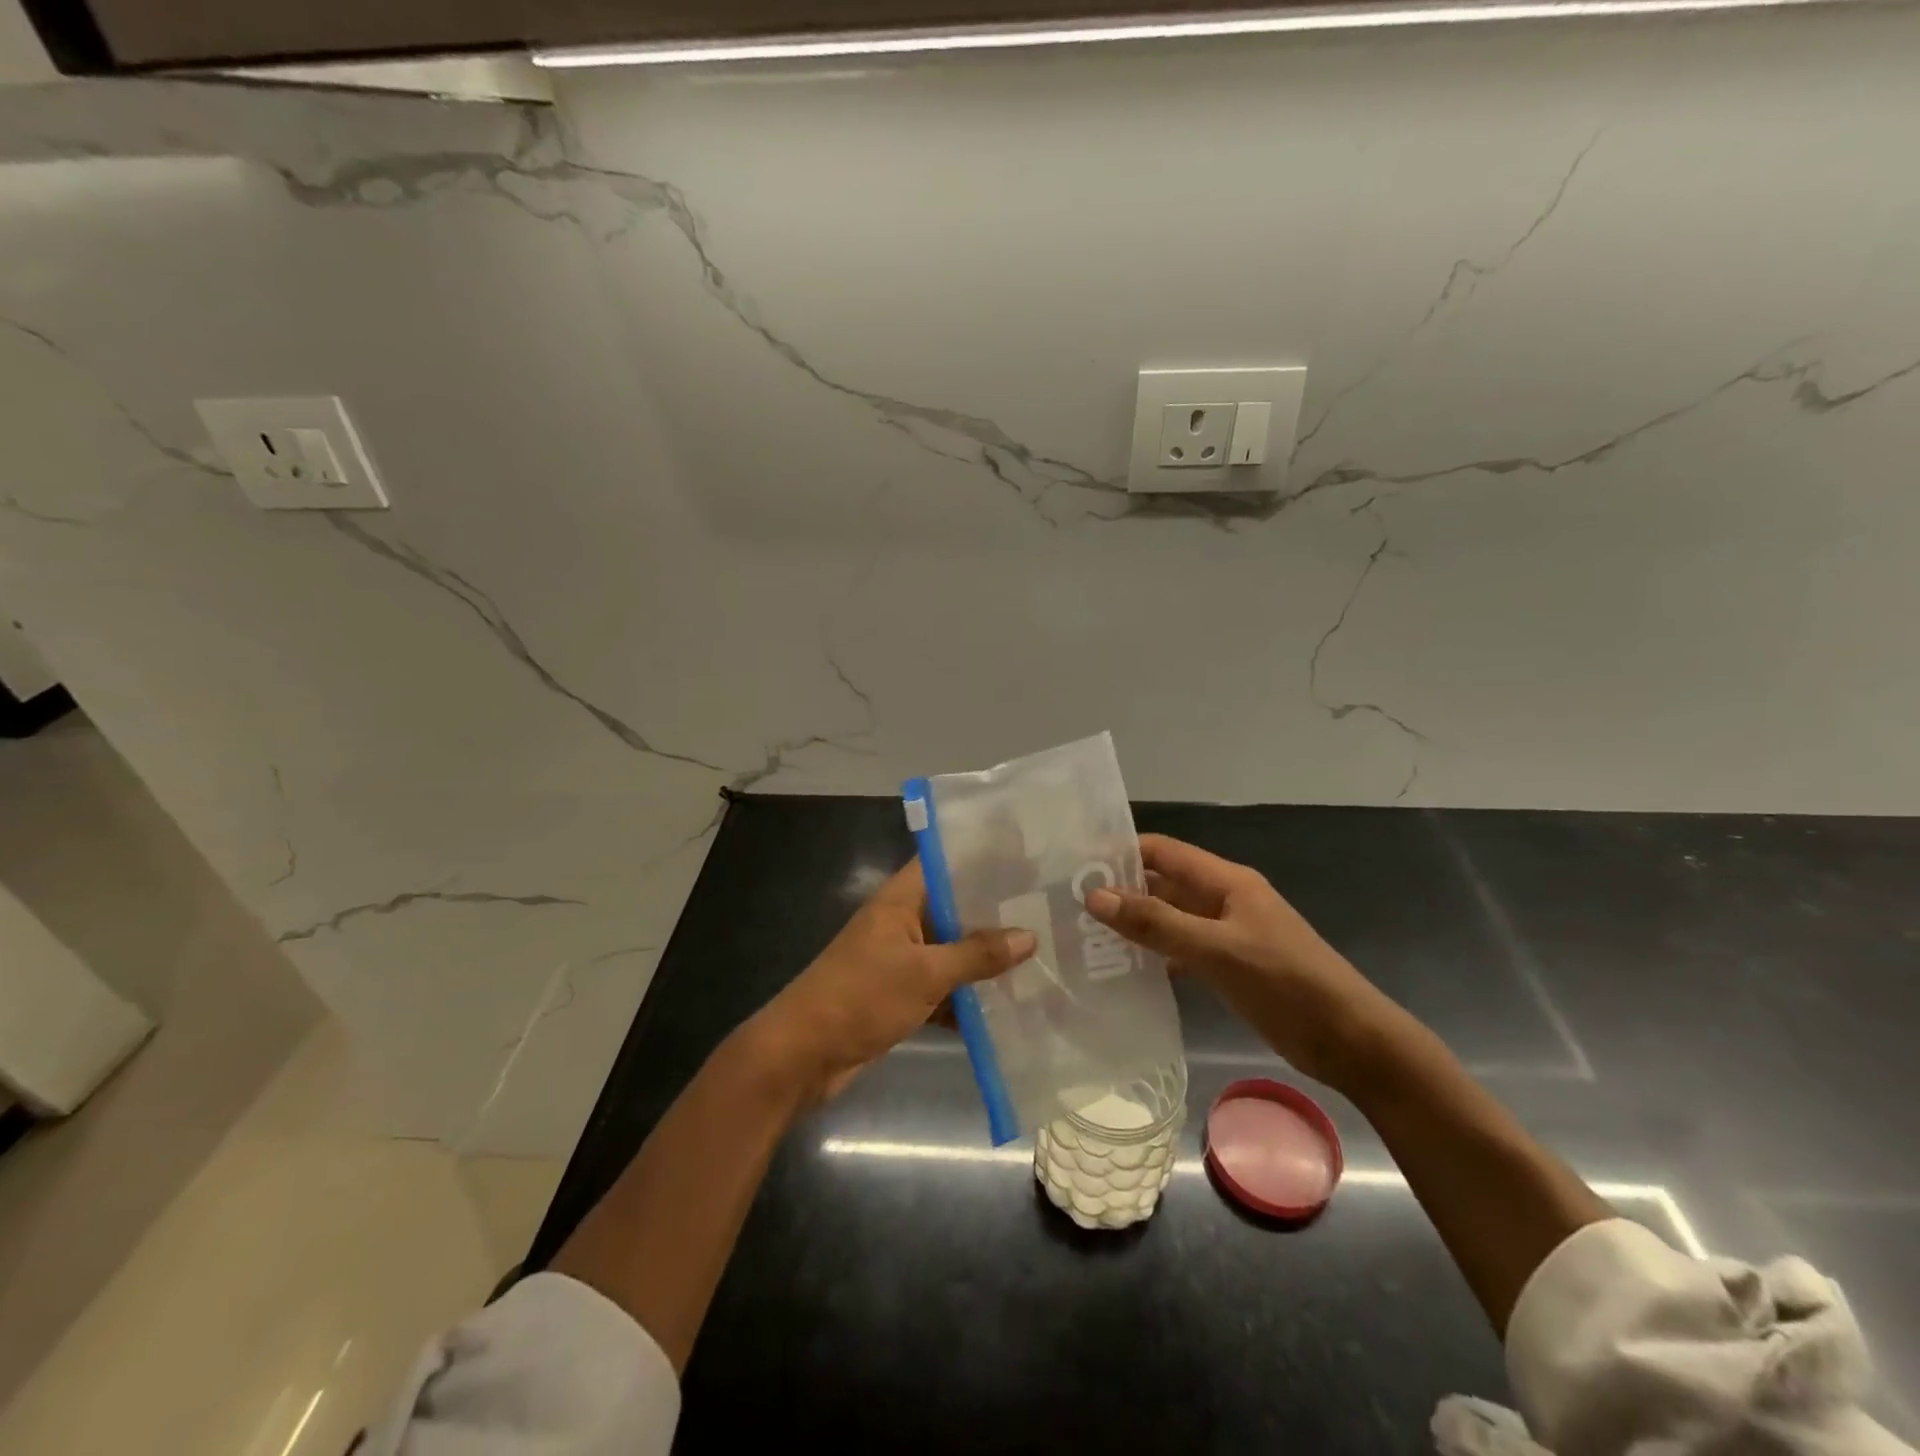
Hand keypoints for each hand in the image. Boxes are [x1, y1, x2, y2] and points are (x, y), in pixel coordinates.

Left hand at [746, 859, 1035, 1103]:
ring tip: (1042, 955)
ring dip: (986, 959)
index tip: (1028, 858)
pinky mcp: (900, 996)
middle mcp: (901, 923)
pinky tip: (1009, 1006)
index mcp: (900, 900)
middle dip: (995, 913)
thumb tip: (1029, 936)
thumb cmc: (860, 998)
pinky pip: (943, 988)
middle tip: (1048, 910)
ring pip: (952, 951)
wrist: (802, 1056)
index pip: (944, 864)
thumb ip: (976, 954)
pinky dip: (968, 997)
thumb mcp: (924, 973)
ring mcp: (900, 961)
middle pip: (954, 908)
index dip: (982, 858)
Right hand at [1083, 834, 1391, 1088]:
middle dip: (1120, 891)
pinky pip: (1182, 948)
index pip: (1161, 850)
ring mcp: (1227, 933)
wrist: (1352, 1041)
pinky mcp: (1230, 965)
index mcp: (1225, 881)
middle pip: (1162, 883)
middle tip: (1068, 907)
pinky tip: (1124, 971)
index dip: (1120, 852)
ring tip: (1084, 938)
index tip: (1074, 867)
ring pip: (1170, 918)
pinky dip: (1155, 954)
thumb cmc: (1286, 985)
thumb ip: (1156, 923)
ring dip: (1135, 925)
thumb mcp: (1217, 951)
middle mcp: (1223, 899)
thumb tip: (1094, 895)